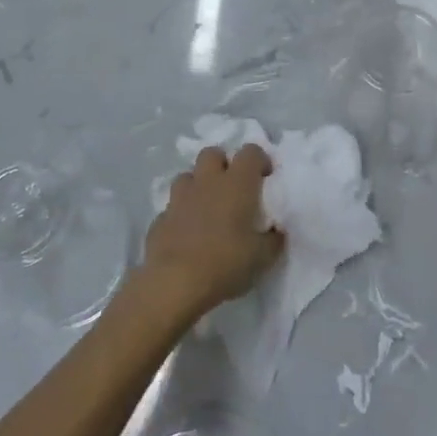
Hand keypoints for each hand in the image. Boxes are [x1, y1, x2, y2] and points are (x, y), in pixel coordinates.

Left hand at [139, 145, 283, 319]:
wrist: (175, 283)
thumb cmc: (225, 263)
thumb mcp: (262, 258)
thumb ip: (273, 240)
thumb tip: (276, 232)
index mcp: (236, 184)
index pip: (251, 152)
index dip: (259, 160)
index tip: (265, 179)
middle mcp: (207, 182)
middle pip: (213, 153)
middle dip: (223, 164)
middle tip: (232, 188)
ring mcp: (179, 198)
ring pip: (188, 176)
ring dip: (198, 185)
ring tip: (206, 208)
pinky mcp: (160, 218)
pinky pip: (172, 207)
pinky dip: (181, 214)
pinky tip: (186, 234)